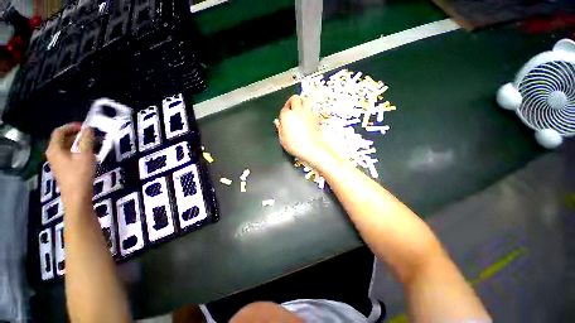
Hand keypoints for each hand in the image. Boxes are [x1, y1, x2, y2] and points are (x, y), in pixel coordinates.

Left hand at [46, 123, 95, 209]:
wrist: (77, 196)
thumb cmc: (80, 174)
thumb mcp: (86, 155)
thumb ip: (87, 140)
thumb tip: (88, 128)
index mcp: (55, 149)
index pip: (59, 131)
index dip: (71, 126)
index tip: (85, 126)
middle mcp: (53, 154)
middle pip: (62, 139)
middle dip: (75, 135)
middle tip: (90, 135)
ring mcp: (57, 162)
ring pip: (65, 147)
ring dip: (77, 143)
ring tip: (91, 144)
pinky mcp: (62, 169)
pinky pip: (68, 155)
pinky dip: (76, 151)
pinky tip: (87, 155)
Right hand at [275, 95, 334, 166]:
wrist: (311, 149)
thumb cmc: (296, 145)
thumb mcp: (282, 139)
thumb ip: (280, 128)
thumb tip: (277, 123)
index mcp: (287, 116)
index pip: (284, 109)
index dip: (284, 112)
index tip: (284, 117)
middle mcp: (298, 112)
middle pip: (295, 98)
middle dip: (292, 101)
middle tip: (291, 106)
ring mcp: (308, 113)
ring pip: (306, 100)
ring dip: (303, 101)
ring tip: (301, 107)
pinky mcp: (316, 117)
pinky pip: (313, 109)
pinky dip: (311, 111)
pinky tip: (309, 116)